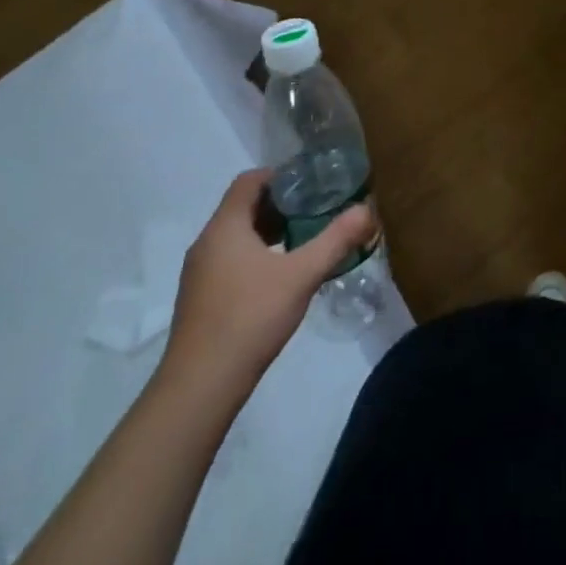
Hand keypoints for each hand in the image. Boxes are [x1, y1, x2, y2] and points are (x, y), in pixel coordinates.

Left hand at [157, 170, 375, 395]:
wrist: (199, 388)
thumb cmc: (250, 318)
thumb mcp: (301, 276)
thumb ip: (335, 240)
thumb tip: (367, 210)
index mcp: (225, 226)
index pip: (248, 180)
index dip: (279, 176)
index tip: (309, 184)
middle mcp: (206, 242)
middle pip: (242, 207)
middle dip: (278, 206)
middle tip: (313, 212)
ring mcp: (198, 273)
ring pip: (235, 236)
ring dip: (266, 233)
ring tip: (300, 242)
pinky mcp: (198, 300)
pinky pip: (227, 261)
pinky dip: (253, 257)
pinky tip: (276, 280)